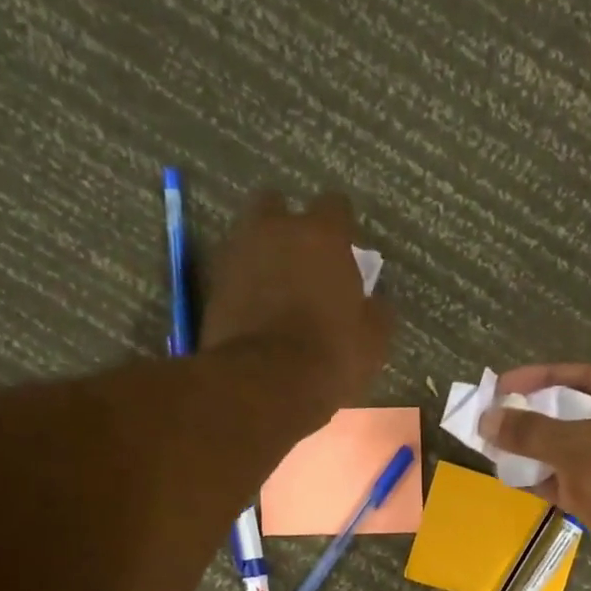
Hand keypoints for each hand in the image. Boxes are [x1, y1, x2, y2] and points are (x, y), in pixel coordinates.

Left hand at [201, 191, 392, 422]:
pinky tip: (256, 309)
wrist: (264, 385)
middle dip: (289, 226)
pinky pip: (233, 270)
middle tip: (302, 260)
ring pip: (250, 235)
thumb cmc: (330, 357)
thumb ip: (376, 311)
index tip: (345, 251)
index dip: (341, 228)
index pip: (335, 205)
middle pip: (278, 205)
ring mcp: (239, 252)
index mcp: (323, 236)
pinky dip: (244, 282)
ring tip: (276, 286)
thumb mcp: (372, 342)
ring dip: (263, 252)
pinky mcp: (213, 283)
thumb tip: (376, 301)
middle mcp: (276, 229)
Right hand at [481, 363, 590, 590]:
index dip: (542, 378)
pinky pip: (572, 481)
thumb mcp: (572, 444)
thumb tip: (486, 420)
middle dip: (536, 416)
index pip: (589, 377)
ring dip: (536, 448)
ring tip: (495, 443)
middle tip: (496, 414)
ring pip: (573, 451)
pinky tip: (509, 473)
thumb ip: (528, 430)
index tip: (504, 384)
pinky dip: (544, 477)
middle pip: (580, 414)